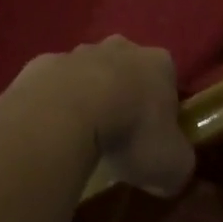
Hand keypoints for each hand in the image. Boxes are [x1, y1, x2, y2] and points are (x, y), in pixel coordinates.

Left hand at [13, 37, 191, 195]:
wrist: (64, 113)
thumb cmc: (130, 133)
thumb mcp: (173, 165)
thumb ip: (179, 166)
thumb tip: (170, 173)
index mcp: (158, 64)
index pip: (168, 82)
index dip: (164, 111)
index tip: (155, 139)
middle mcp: (120, 48)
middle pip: (127, 71)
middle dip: (124, 97)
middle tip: (119, 136)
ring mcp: (78, 52)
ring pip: (88, 74)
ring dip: (88, 97)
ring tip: (82, 136)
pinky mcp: (43, 63)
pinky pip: (54, 85)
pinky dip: (55, 103)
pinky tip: (53, 130)